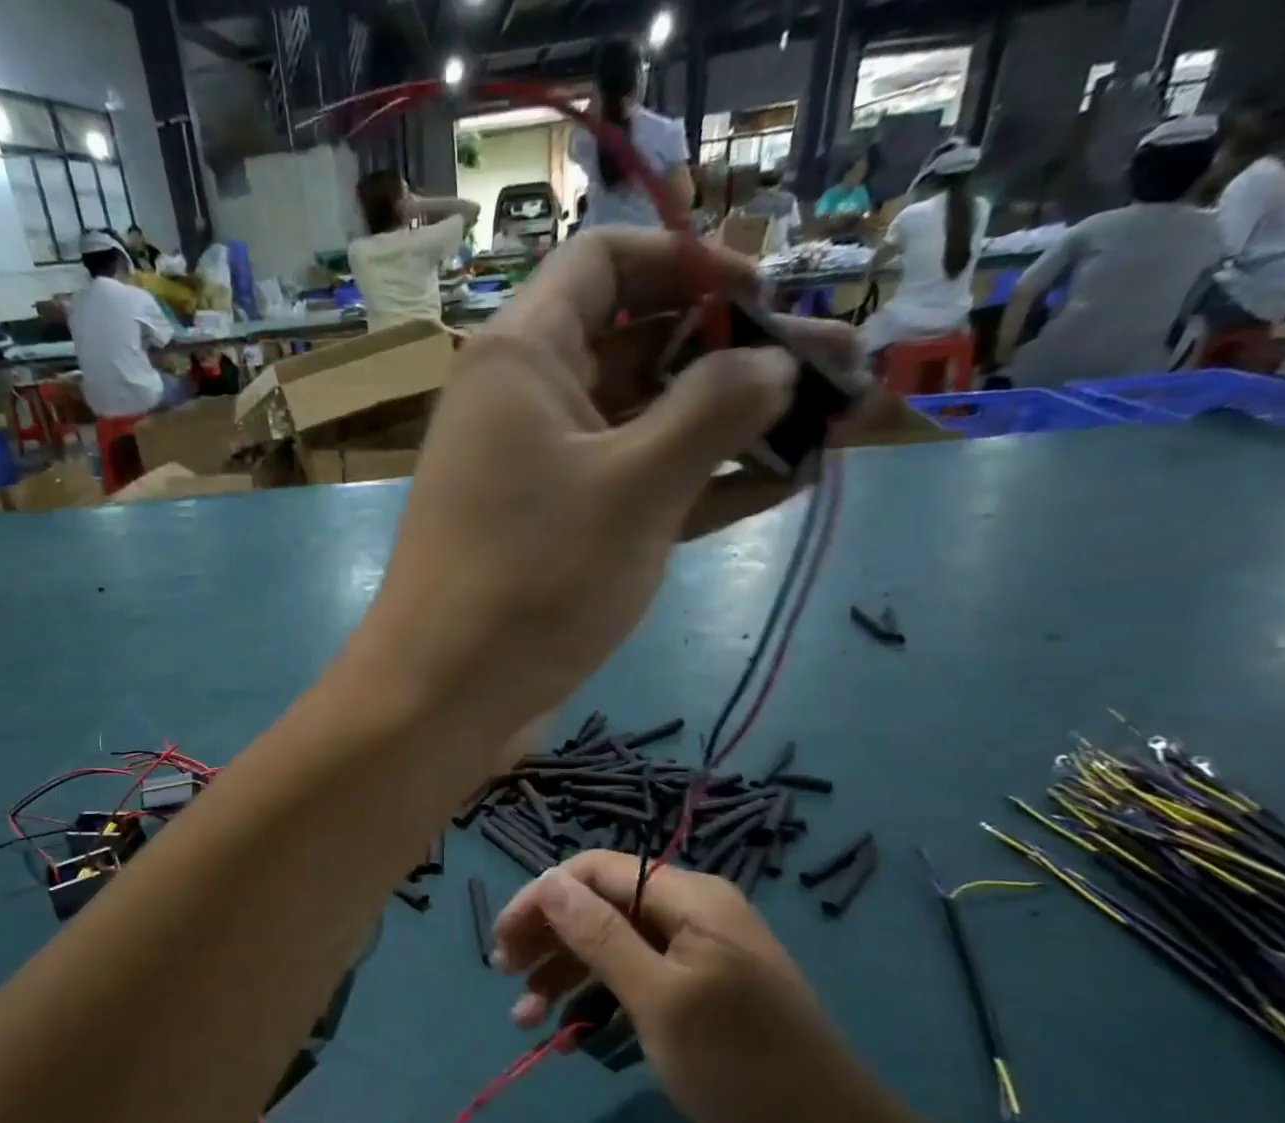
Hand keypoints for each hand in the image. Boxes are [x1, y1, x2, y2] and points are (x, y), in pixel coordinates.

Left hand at [347, 226, 863, 739]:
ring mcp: (543, 475)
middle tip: (839, 365)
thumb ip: (715, 410)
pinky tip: (781, 484)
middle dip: (737, 352)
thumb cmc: (531, 578)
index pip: (606, 264)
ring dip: (731, 424)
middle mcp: (527, 404)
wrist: (445, 697)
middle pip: (640, 344)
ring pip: (645, 425)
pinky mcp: (559, 536)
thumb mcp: (634, 486)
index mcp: (522, 358)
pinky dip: (699, 485)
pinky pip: (636, 489)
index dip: (690, 263)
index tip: (766, 298)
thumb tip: (775, 363)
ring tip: (835, 422)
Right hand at [492, 852, 916, 1122]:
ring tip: (523, 1018)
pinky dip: (596, 1000)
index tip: (503, 941)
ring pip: (610, 946)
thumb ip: (600, 937)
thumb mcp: (660, 1001)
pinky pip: (632, 980)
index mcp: (689, 898)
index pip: (596, 872)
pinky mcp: (694, 994)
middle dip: (549, 938)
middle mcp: (690, 914)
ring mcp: (693, 956)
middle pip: (600, 906)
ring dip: (565, 975)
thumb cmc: (743, 1067)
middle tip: (504, 976)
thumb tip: (549, 882)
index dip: (543, 898)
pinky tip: (566, 1032)